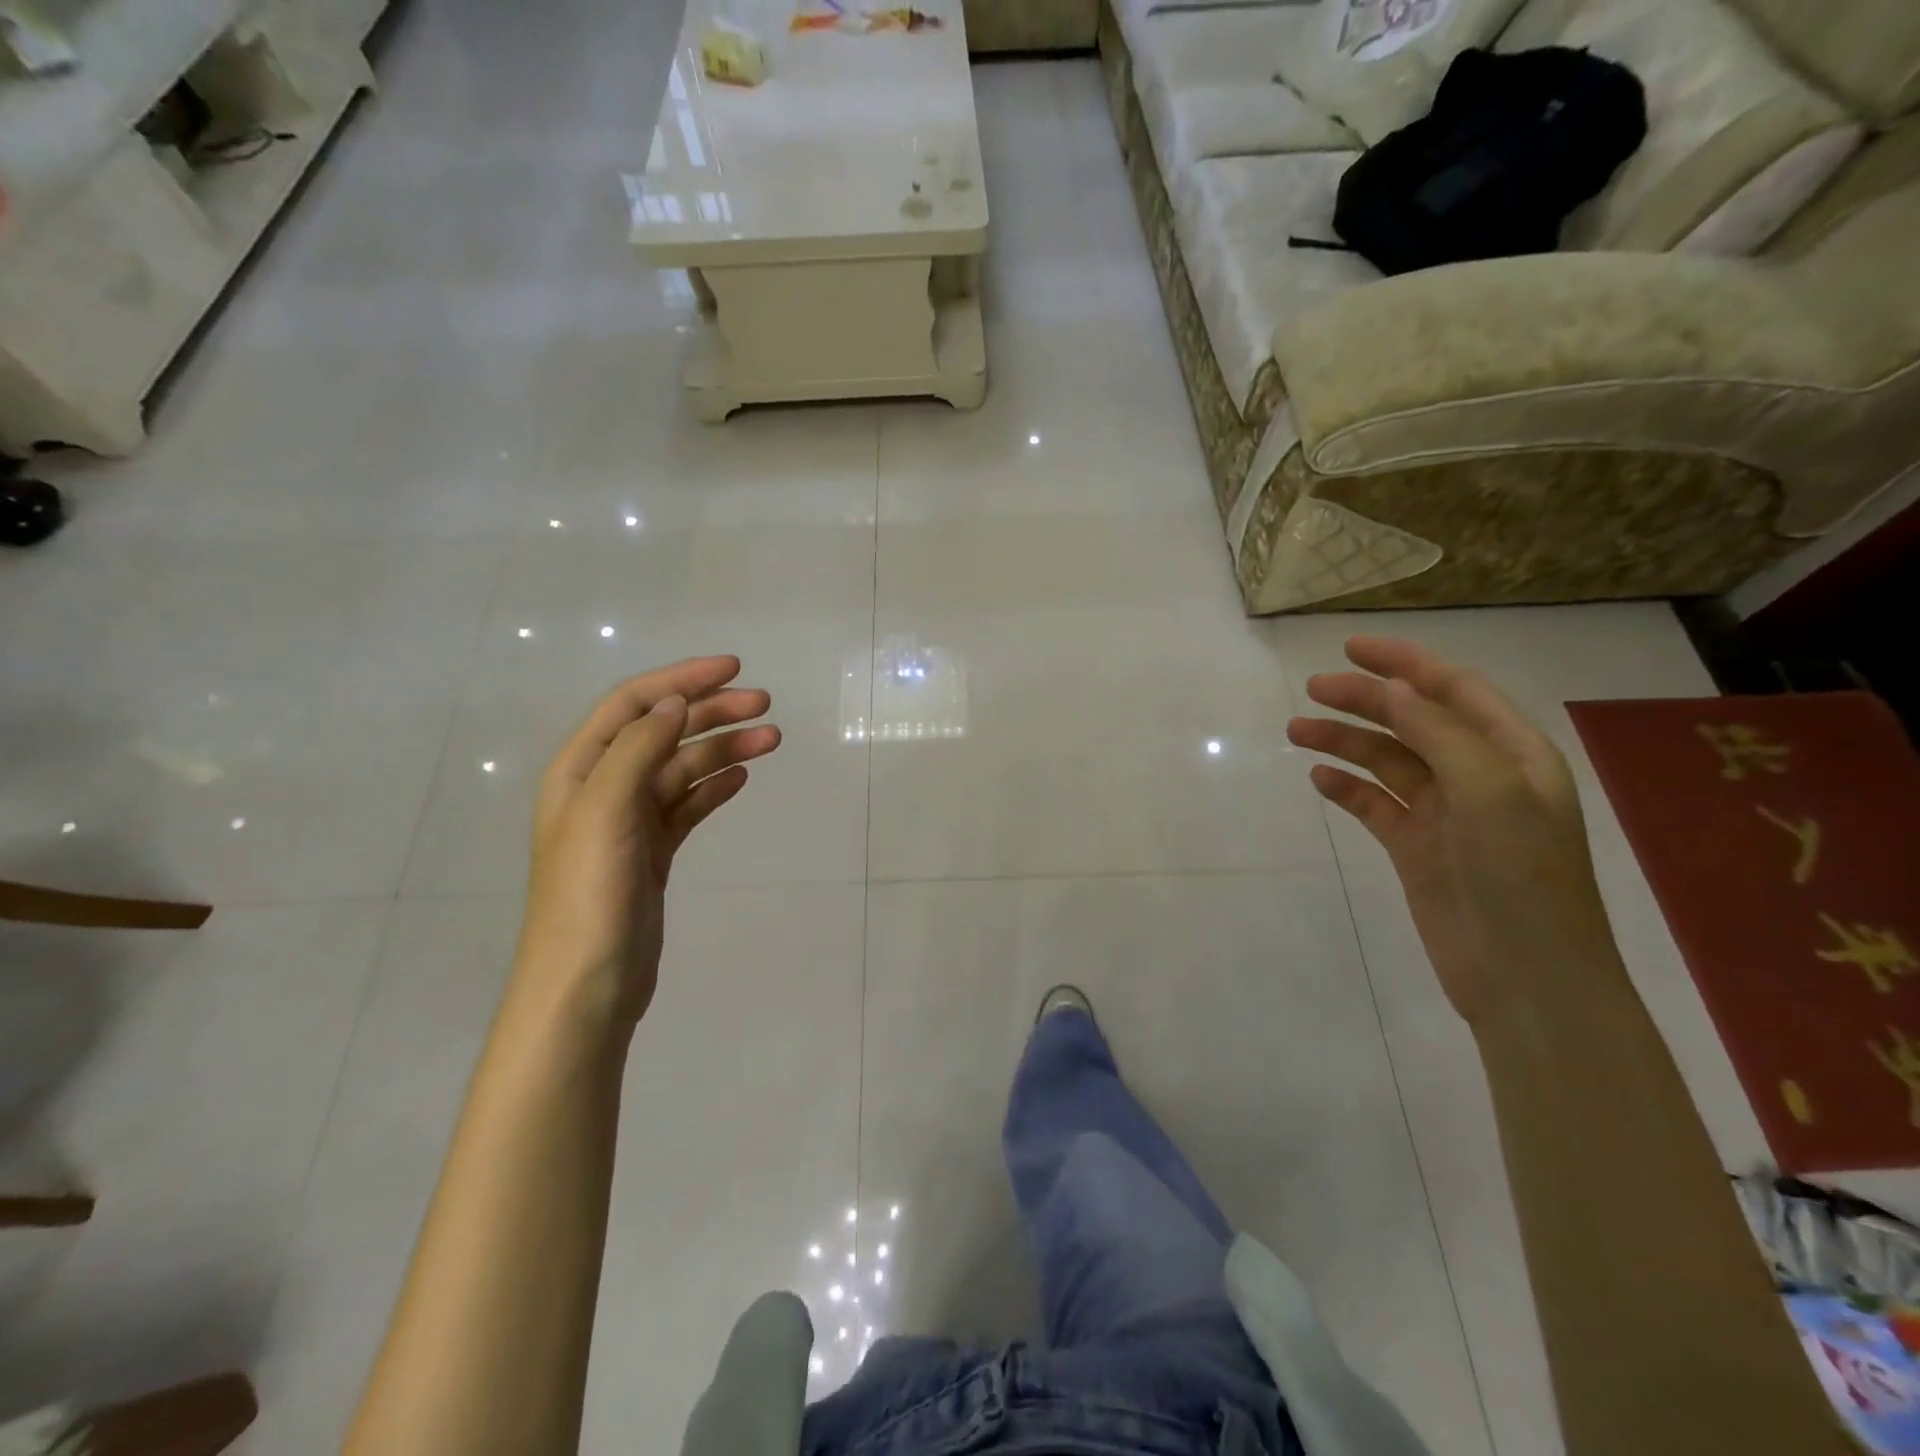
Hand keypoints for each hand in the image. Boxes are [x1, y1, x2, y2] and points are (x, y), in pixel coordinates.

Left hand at [514, 656, 779, 1029]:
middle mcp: (604, 787)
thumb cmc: (590, 894)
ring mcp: (631, 822)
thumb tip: (674, 704)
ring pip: (684, 769)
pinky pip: (689, 805)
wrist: (586, 984)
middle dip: (713, 713)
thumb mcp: (606, 811)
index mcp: (582, 770)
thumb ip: (637, 751)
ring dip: (724, 749)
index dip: (682, 679)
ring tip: (771, 739)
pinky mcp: (654, 852)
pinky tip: (742, 778)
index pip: (634, 705)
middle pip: (664, 733)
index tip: (733, 668)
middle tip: (765, 705)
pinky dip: (715, 787)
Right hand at [1288, 637, 1623, 1026]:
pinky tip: (1319, 780)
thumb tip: (1392, 688)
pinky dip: (1347, 789)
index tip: (1351, 649)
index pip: (1454, 690)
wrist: (1525, 977)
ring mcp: (1445, 814)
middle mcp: (1479, 776)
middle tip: (1312, 690)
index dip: (1405, 664)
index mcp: (1512, 754)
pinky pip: (1375, 805)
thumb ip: (1439, 733)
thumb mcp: (1489, 791)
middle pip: (1413, 721)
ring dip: (1345, 743)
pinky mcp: (1416, 848)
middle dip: (1365, 701)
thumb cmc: (1520, 875)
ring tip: (1297, 731)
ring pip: (1387, 762)